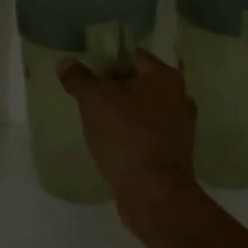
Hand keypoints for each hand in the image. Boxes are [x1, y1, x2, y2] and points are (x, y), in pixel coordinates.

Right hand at [58, 49, 199, 213]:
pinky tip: (116, 145)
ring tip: (100, 122)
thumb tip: (64, 62)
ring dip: (128, 113)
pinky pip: (151, 133)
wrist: (153, 190)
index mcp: (165, 76)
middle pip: (142, 83)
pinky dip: (135, 134)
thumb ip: (79, 78)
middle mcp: (180, 96)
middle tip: (91, 97)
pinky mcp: (178, 152)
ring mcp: (182, 126)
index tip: (90, 73)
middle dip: (118, 88)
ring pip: (148, 109)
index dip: (110, 60)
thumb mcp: (93, 101)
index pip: (134, 56)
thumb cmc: (125, 134)